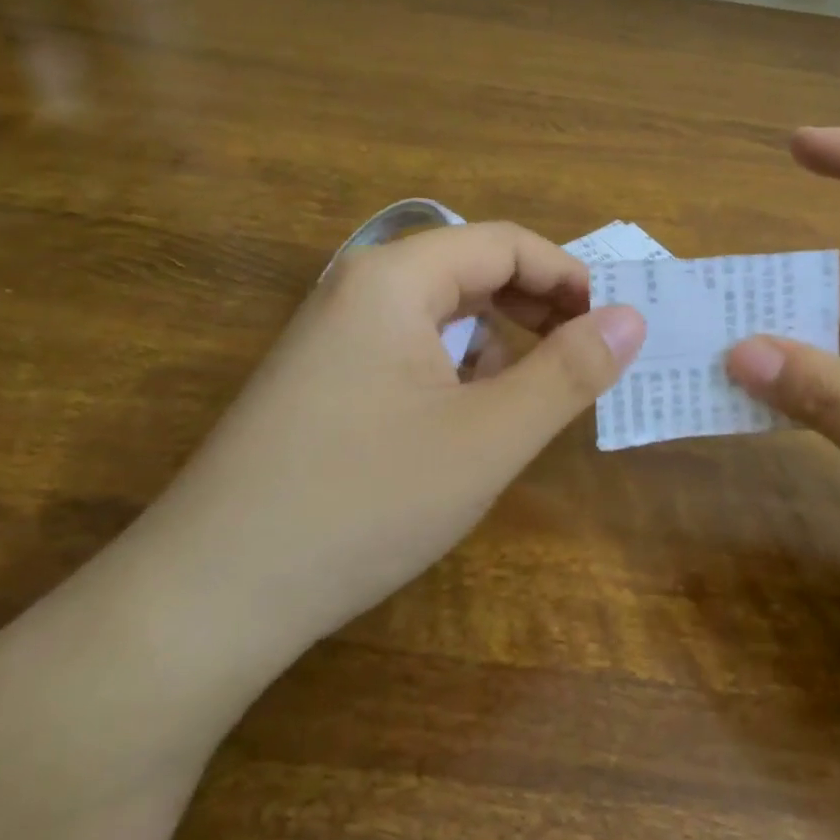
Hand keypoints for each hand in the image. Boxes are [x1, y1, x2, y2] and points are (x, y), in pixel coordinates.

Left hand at [129, 222, 645, 672]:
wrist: (207, 597)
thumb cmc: (363, 502)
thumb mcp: (487, 438)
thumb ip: (567, 372)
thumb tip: (631, 318)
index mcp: (395, 278)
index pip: (506, 243)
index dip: (568, 276)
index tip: (612, 326)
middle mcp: (358, 288)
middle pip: (471, 268)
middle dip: (537, 303)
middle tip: (586, 354)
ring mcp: (331, 335)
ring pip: (440, 310)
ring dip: (497, 336)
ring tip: (531, 388)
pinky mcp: (320, 379)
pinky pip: (407, 346)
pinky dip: (454, 364)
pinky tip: (465, 415)